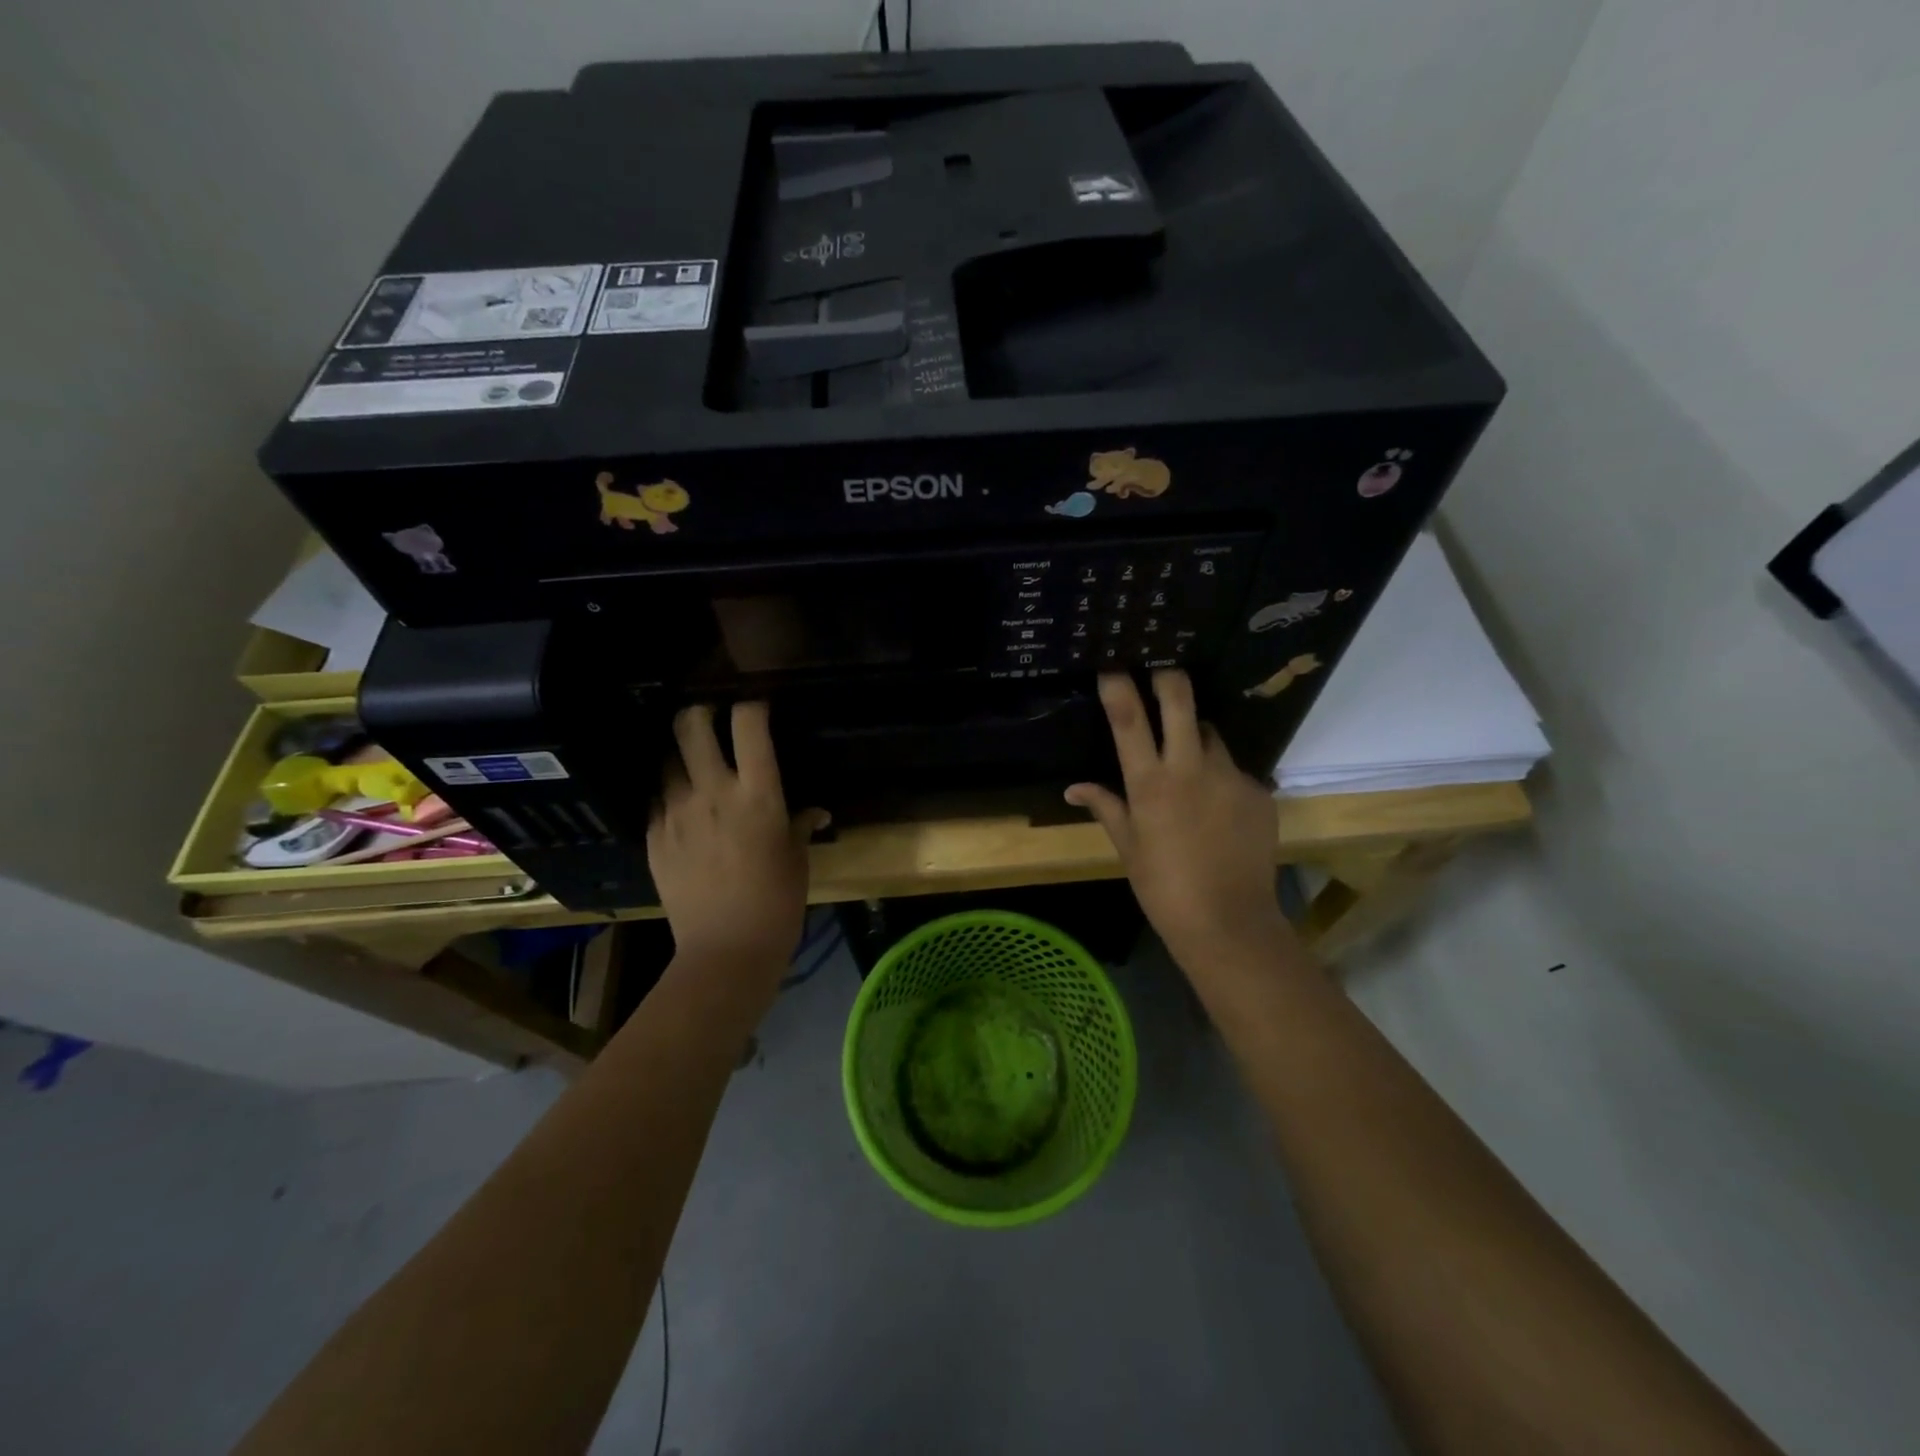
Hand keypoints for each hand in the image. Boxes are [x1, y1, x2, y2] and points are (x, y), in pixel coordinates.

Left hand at [648, 702, 826, 979]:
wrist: (725, 951)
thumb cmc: (776, 903)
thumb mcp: (797, 859)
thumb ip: (800, 825)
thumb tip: (814, 811)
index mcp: (757, 794)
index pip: (748, 725)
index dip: (751, 705)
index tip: (756, 706)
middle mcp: (711, 792)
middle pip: (690, 726)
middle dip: (698, 712)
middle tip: (709, 719)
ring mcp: (676, 813)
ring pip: (667, 761)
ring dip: (681, 757)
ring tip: (693, 768)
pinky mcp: (653, 838)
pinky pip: (657, 801)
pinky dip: (669, 796)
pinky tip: (682, 812)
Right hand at [1066, 672, 1292, 972]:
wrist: (1228, 922)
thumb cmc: (1163, 887)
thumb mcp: (1127, 847)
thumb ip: (1104, 807)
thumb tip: (1073, 788)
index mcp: (1150, 783)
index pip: (1129, 719)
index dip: (1119, 685)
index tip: (1112, 662)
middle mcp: (1190, 768)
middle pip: (1180, 700)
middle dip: (1169, 676)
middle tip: (1162, 668)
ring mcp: (1230, 777)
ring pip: (1210, 733)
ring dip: (1196, 734)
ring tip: (1190, 759)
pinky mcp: (1259, 791)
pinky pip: (1235, 770)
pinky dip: (1221, 777)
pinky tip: (1219, 807)